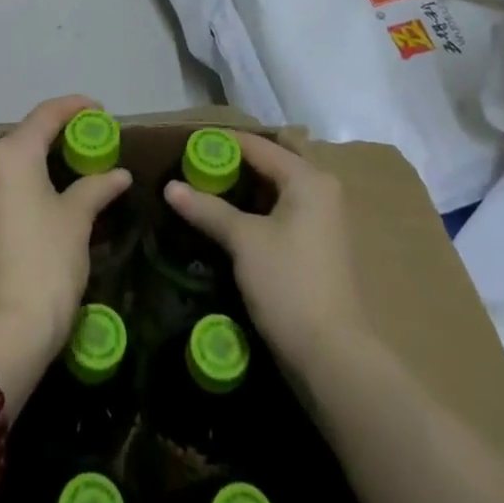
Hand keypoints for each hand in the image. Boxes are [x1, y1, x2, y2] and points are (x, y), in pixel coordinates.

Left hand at [0, 95, 131, 397]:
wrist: (3, 334)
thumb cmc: (46, 264)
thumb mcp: (77, 220)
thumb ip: (96, 187)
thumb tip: (119, 174)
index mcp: (10, 154)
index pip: (46, 114)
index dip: (75, 107)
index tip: (101, 111)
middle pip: (25, 134)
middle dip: (58, 132)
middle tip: (92, 139)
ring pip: (11, 160)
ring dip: (41, 156)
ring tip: (75, 163)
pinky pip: (1, 183)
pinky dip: (25, 178)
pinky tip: (49, 190)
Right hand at [163, 132, 370, 376]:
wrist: (333, 358)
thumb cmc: (289, 285)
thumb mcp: (244, 242)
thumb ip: (208, 209)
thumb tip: (170, 187)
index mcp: (308, 179)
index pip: (258, 146)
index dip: (222, 144)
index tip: (187, 146)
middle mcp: (321, 190)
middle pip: (270, 164)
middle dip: (234, 165)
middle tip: (195, 169)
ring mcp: (323, 220)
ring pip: (276, 190)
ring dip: (244, 189)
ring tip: (205, 192)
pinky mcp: (318, 246)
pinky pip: (282, 212)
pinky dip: (257, 210)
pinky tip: (230, 221)